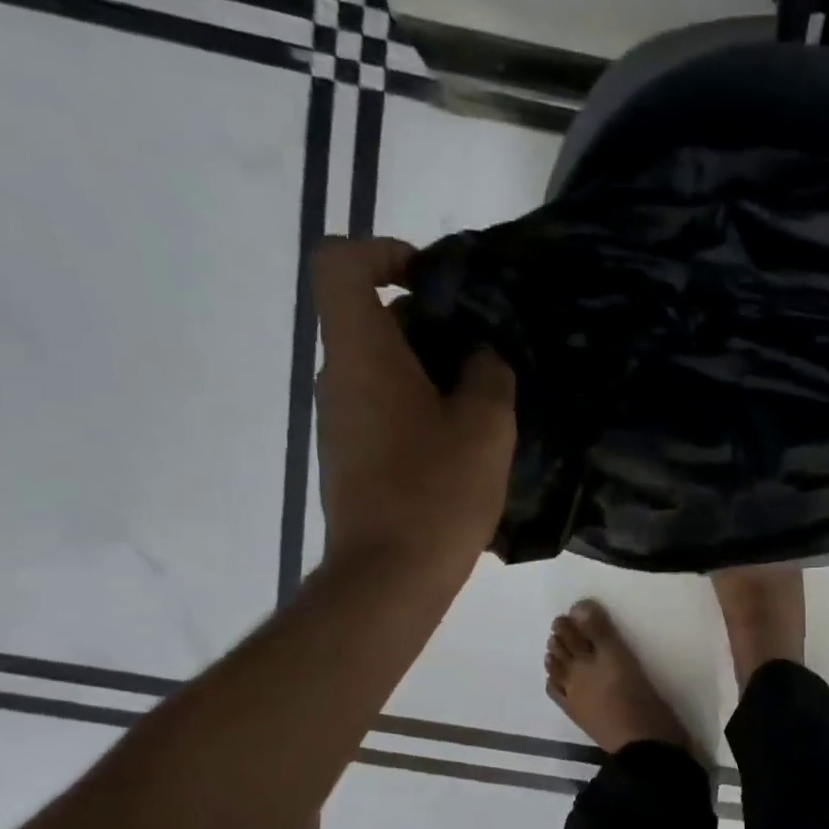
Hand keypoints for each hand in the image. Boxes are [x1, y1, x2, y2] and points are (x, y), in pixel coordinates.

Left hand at [311, 237, 515, 576]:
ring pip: (383, 368)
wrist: (389, 576)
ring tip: (485, 406)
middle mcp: (338, 377)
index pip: (342, 264)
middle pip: (373, 319)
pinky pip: (383, 408)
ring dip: (432, 372)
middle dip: (432, 324)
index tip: (435, 282)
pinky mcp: (351, 457)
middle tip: (487, 356)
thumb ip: (489, 372)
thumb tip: (481, 354)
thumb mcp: (486, 425)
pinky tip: (463, 446)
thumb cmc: (437, 492)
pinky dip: (420, 408)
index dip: (385, 253)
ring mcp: (340, 420)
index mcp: (362, 353)